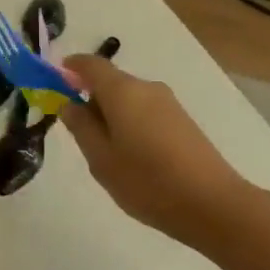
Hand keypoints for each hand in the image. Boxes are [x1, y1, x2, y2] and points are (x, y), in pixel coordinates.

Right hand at [58, 56, 245, 246]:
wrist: (213, 205)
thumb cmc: (147, 181)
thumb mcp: (101, 159)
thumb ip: (81, 127)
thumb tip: (70, 104)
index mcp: (123, 91)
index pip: (90, 64)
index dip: (71, 68)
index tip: (56, 80)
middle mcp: (146, 88)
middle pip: (111, 82)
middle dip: (90, 98)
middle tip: (78, 133)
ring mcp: (168, 104)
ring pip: (129, 99)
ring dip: (112, 114)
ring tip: (107, 154)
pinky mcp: (183, 121)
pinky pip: (146, 112)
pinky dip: (131, 124)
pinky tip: (134, 158)